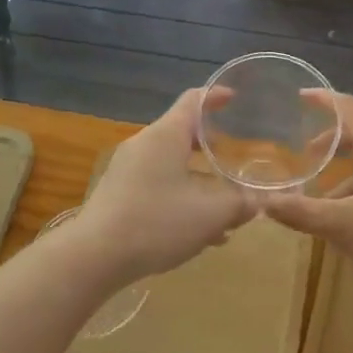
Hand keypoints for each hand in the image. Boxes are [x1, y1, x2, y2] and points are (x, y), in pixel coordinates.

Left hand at [68, 88, 258, 283]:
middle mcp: (145, 144)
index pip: (194, 100)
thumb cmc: (156, 222)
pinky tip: (197, 232)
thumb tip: (259, 201)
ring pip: (171, 164)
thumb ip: (240, 204)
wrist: (93, 257)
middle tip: (234, 153)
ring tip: (223, 203)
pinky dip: (180, 196)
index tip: (234, 97)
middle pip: (182, 132)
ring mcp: (127, 170)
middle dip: (210, 143)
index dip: (216, 95)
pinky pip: (157, 185)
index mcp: (166, 135)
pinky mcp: (118, 195)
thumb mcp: (210, 214)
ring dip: (197, 177)